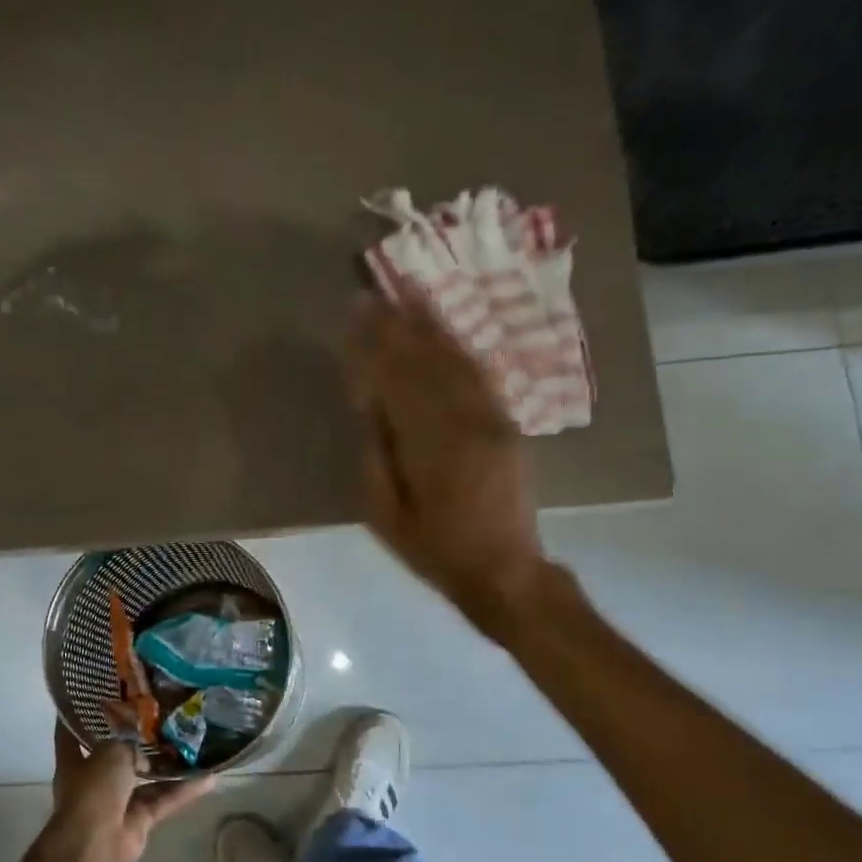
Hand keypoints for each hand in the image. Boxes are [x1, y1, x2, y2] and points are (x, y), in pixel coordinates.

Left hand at [42, 722, 214, 861]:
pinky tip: (209, 777)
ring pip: (146, 778)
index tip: (91, 697)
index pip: (70, 734)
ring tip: (193, 742)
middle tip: (161, 716)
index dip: (77, 717)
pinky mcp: (139, 821)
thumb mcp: (112, 752)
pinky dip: (183, 790)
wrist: (95, 845)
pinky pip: (163, 799)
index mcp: (75, 761)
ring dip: (167, 765)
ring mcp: (117, 802)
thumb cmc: (93, 790)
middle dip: (136, 740)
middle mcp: (94, 780)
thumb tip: (145, 752)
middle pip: (116, 755)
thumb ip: (129, 743)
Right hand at [345, 283, 547, 636]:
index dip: (373, 345)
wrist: (505, 571)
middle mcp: (465, 421)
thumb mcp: (385, 514)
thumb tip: (370, 402)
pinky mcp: (506, 423)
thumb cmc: (434, 550)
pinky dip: (460, 347)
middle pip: (425, 360)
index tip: (355, 312)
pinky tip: (445, 328)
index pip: (395, 380)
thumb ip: (376, 453)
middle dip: (397, 324)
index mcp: (430, 446)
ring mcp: (492, 419)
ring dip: (431, 323)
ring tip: (410, 290)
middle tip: (374, 290)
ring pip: (456, 359)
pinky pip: (481, 374)